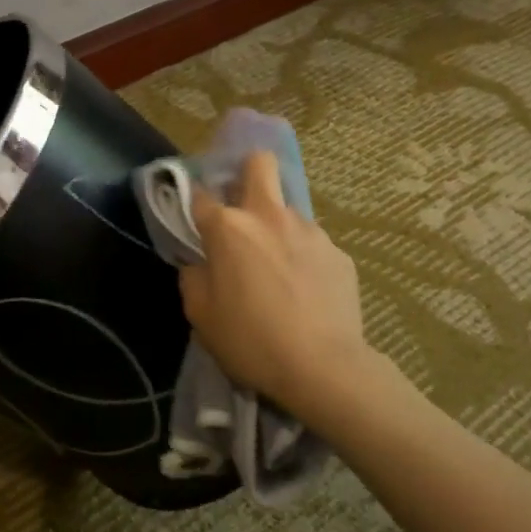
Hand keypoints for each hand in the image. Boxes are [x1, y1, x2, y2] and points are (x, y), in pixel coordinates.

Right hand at [179, 151, 373, 423]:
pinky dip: (302, 258)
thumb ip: (193, 277)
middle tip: (241, 205)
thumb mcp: (200, 315)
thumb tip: (199, 262)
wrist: (323, 367)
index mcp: (229, 228)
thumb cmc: (250, 340)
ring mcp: (309, 231)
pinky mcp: (338, 253)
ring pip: (287, 211)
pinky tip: (304, 292)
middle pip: (259, 164)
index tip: (193, 217)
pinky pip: (312, 245)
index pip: (200, 194)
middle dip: (247, 171)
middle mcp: (269, 216)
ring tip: (277, 270)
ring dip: (276, 228)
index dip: (193, 201)